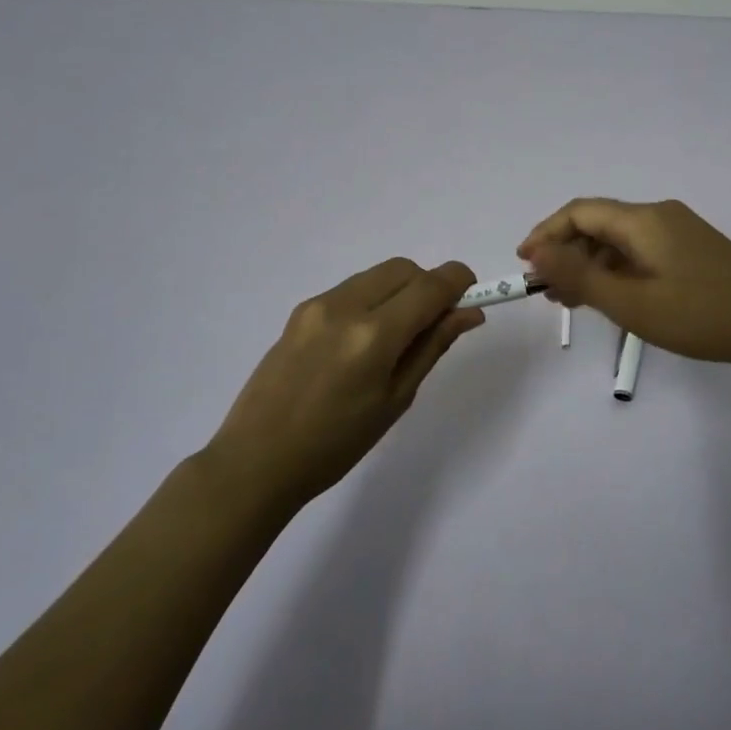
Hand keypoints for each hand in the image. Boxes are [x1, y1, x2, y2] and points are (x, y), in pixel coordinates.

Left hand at [210, 259, 483, 509]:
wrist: (257, 460)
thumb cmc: (336, 444)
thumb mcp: (396, 399)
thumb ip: (432, 347)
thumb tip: (468, 313)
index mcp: (373, 335)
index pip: (430, 285)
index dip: (459, 281)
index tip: (473, 294)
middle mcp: (345, 306)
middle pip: (404, 269)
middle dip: (428, 285)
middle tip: (434, 324)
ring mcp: (318, 304)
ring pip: (377, 275)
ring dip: (400, 290)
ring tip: (397, 337)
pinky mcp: (300, 310)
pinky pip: (351, 288)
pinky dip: (372, 299)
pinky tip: (363, 341)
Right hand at [519, 198, 730, 372]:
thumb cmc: (701, 316)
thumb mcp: (632, 303)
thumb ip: (580, 277)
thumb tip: (536, 252)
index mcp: (643, 220)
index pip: (580, 212)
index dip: (546, 233)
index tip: (525, 263)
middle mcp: (659, 215)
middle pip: (599, 224)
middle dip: (567, 253)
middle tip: (547, 292)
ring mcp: (680, 231)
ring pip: (620, 240)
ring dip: (591, 265)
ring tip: (572, 302)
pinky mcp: (693, 250)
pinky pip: (641, 251)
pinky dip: (618, 270)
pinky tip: (612, 298)